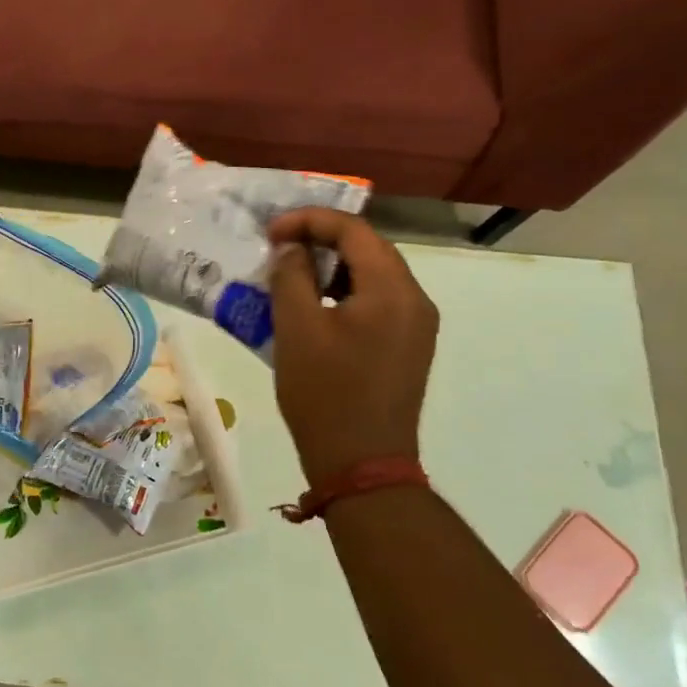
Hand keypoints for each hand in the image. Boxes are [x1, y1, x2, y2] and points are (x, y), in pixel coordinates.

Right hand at [267, 209, 438, 484]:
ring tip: (290, 277)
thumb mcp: (297, 329)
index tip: (270, 233)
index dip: (309, 221)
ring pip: (371, 277)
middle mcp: (415, 300)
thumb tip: (291, 249)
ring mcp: (416, 326)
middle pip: (368, 249)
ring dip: (331, 269)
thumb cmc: (326, 394)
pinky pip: (375, 303)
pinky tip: (312, 310)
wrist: (362, 465)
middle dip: (320, 241)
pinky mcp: (407, 348)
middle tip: (278, 250)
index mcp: (393, 290)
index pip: (354, 230)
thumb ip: (292, 276)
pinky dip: (342, 295)